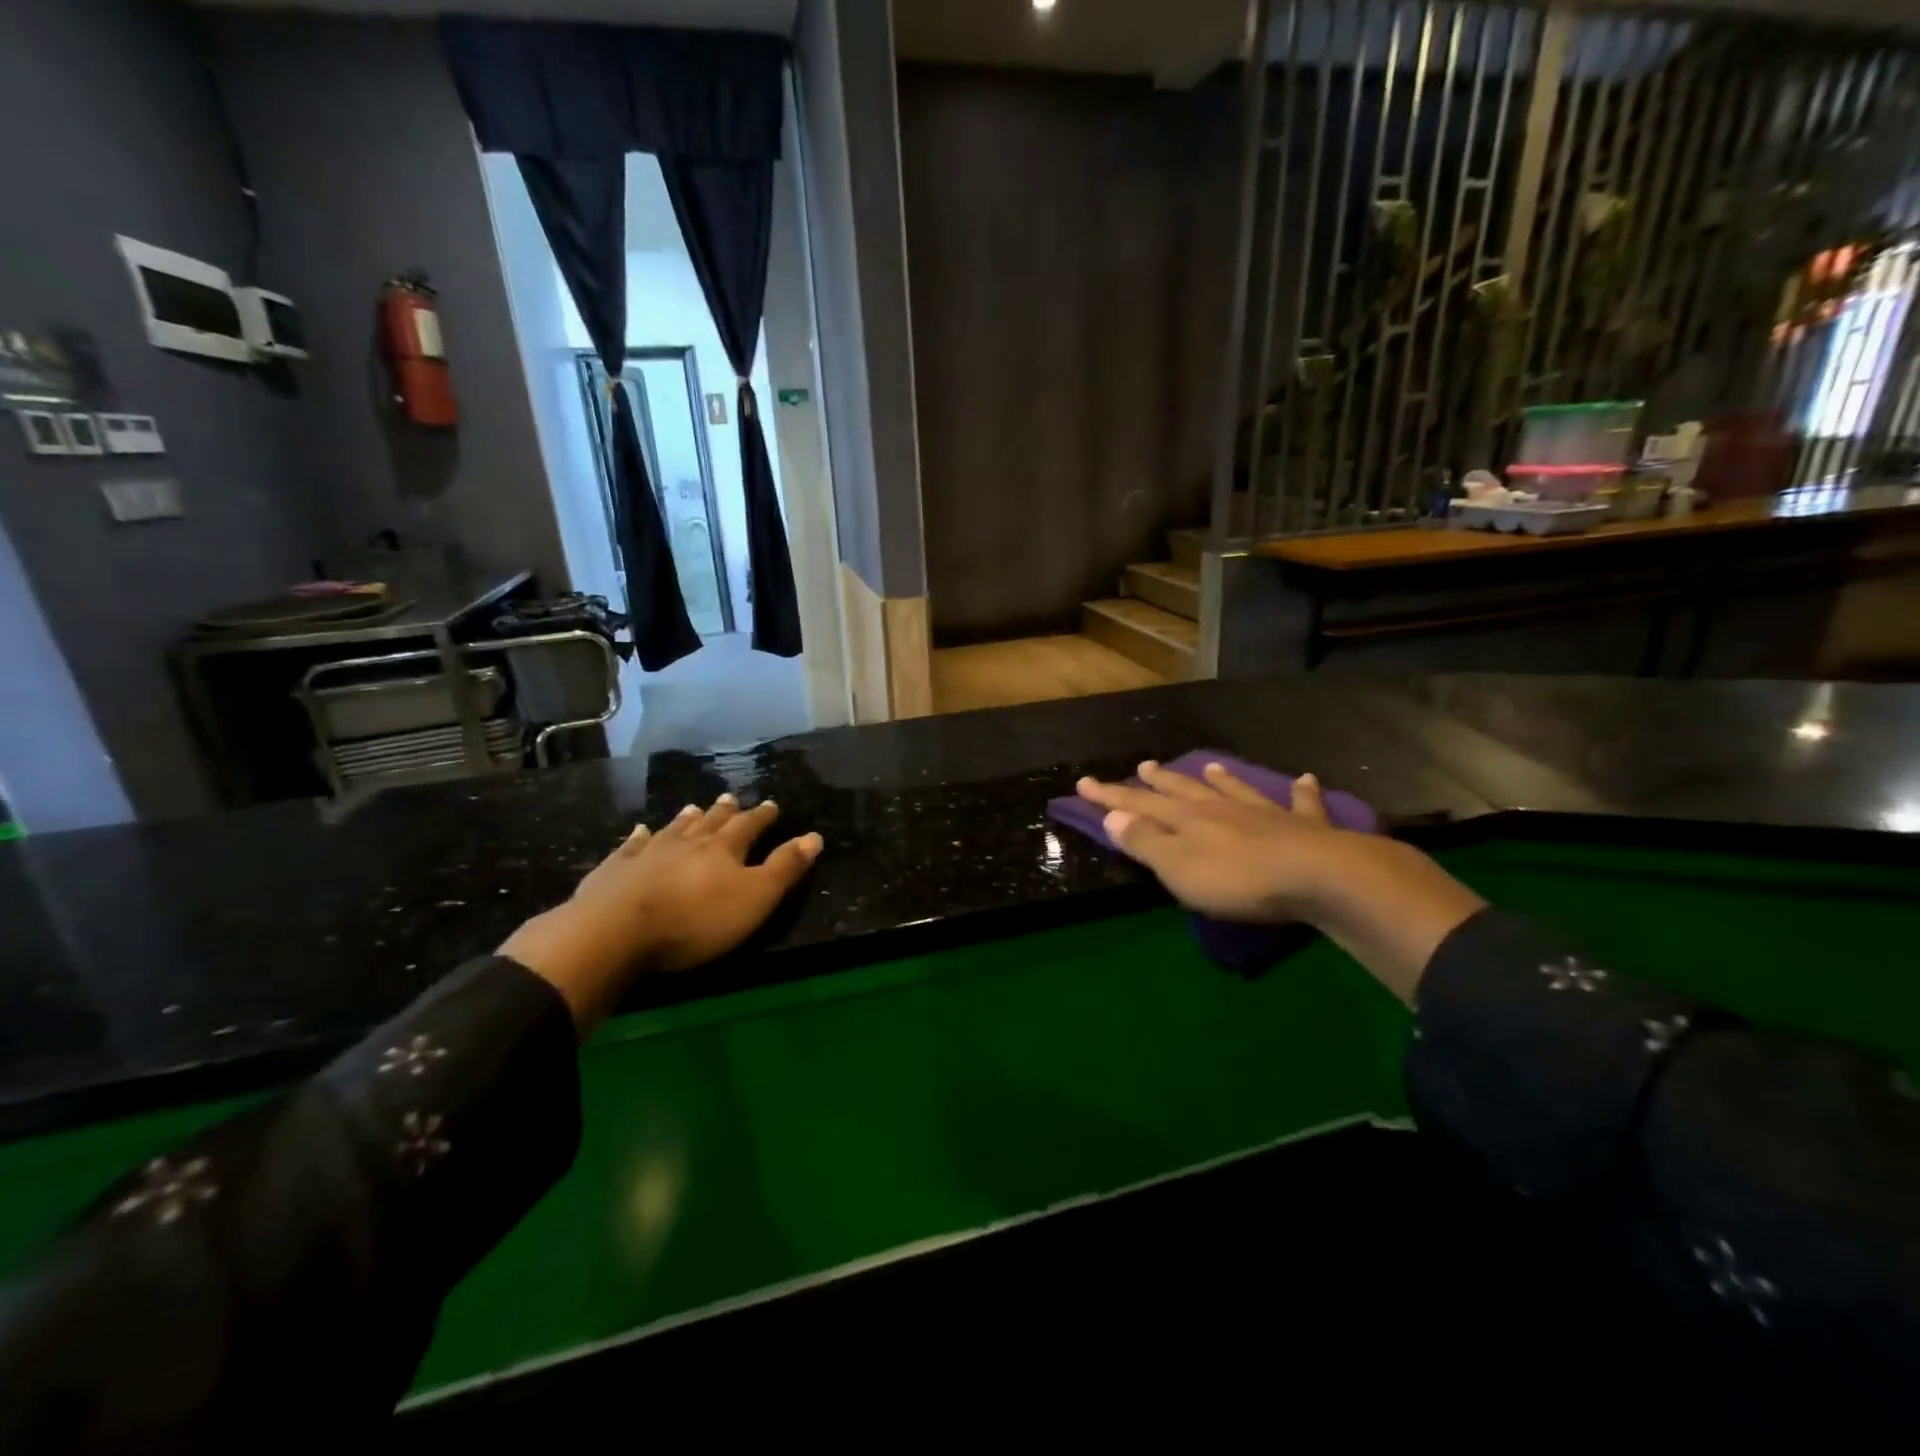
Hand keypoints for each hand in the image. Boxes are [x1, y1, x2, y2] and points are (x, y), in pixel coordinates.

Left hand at [501, 796, 822, 1028]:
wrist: (616, 932)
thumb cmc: (696, 920)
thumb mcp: (754, 898)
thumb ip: (785, 868)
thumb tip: (814, 836)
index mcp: (724, 850)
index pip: (749, 827)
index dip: (762, 817)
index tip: (771, 804)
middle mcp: (687, 843)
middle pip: (710, 823)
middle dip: (724, 812)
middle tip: (731, 797)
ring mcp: (648, 854)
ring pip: (673, 830)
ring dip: (687, 819)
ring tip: (694, 807)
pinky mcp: (615, 870)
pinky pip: (631, 846)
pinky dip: (638, 837)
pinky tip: (640, 830)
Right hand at [1076, 760, 1345, 924]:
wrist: (1317, 876)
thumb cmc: (1237, 879)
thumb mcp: (1178, 867)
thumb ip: (1145, 841)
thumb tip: (1112, 817)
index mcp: (1186, 820)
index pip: (1138, 805)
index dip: (1109, 796)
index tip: (1083, 783)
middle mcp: (1221, 809)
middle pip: (1184, 791)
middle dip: (1160, 781)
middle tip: (1143, 766)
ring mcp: (1264, 813)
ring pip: (1234, 790)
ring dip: (1220, 779)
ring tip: (1208, 766)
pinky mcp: (1304, 827)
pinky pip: (1301, 803)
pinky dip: (1300, 792)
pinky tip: (1305, 779)